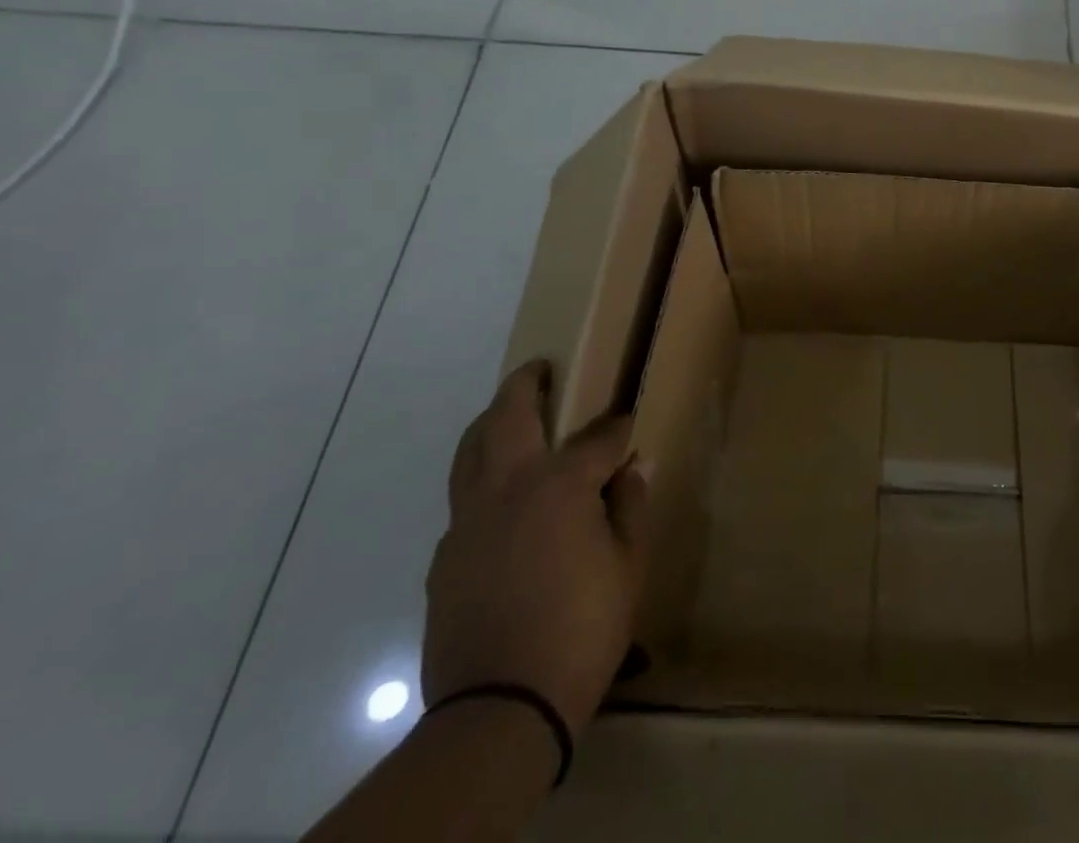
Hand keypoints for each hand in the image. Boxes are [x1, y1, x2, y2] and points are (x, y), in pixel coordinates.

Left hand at [422, 360, 648, 739]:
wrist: (500, 708)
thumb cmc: (581, 629)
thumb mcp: (628, 566)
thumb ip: (631, 507)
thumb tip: (633, 466)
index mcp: (558, 486)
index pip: (597, 439)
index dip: (618, 428)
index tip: (630, 423)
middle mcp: (507, 489)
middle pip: (507, 417)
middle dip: (524, 385)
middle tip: (539, 369)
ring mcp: (467, 522)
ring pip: (470, 452)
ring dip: (489, 423)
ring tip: (508, 414)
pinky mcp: (445, 557)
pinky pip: (463, 500)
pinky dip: (480, 480)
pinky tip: (500, 502)